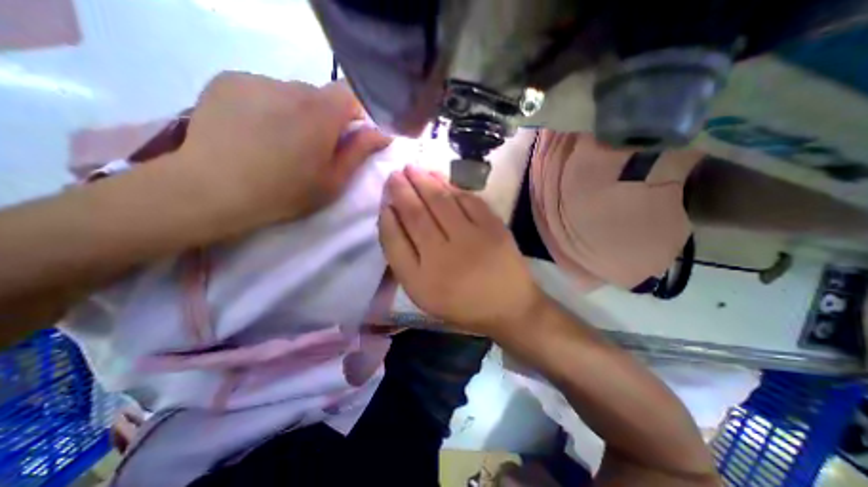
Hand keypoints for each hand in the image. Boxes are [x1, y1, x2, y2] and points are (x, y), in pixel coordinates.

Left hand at [176, 68, 391, 224]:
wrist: (213, 189)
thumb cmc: (286, 191)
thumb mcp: (333, 180)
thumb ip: (360, 152)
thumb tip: (382, 134)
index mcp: (321, 113)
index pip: (350, 95)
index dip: (354, 114)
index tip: (347, 137)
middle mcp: (291, 87)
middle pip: (320, 95)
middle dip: (324, 117)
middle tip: (312, 147)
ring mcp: (257, 80)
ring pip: (291, 93)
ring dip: (296, 112)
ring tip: (279, 142)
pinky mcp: (229, 81)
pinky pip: (263, 90)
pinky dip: (268, 106)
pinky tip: (255, 131)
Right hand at [380, 166, 539, 336]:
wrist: (509, 306)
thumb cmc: (462, 303)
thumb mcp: (424, 293)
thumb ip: (405, 260)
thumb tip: (393, 220)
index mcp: (422, 281)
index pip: (395, 242)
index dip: (387, 218)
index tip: (384, 201)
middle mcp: (443, 258)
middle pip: (416, 215)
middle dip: (402, 190)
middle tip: (394, 174)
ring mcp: (472, 240)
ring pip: (441, 201)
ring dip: (424, 181)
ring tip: (412, 168)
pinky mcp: (494, 228)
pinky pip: (468, 200)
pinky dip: (452, 186)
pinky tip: (440, 178)